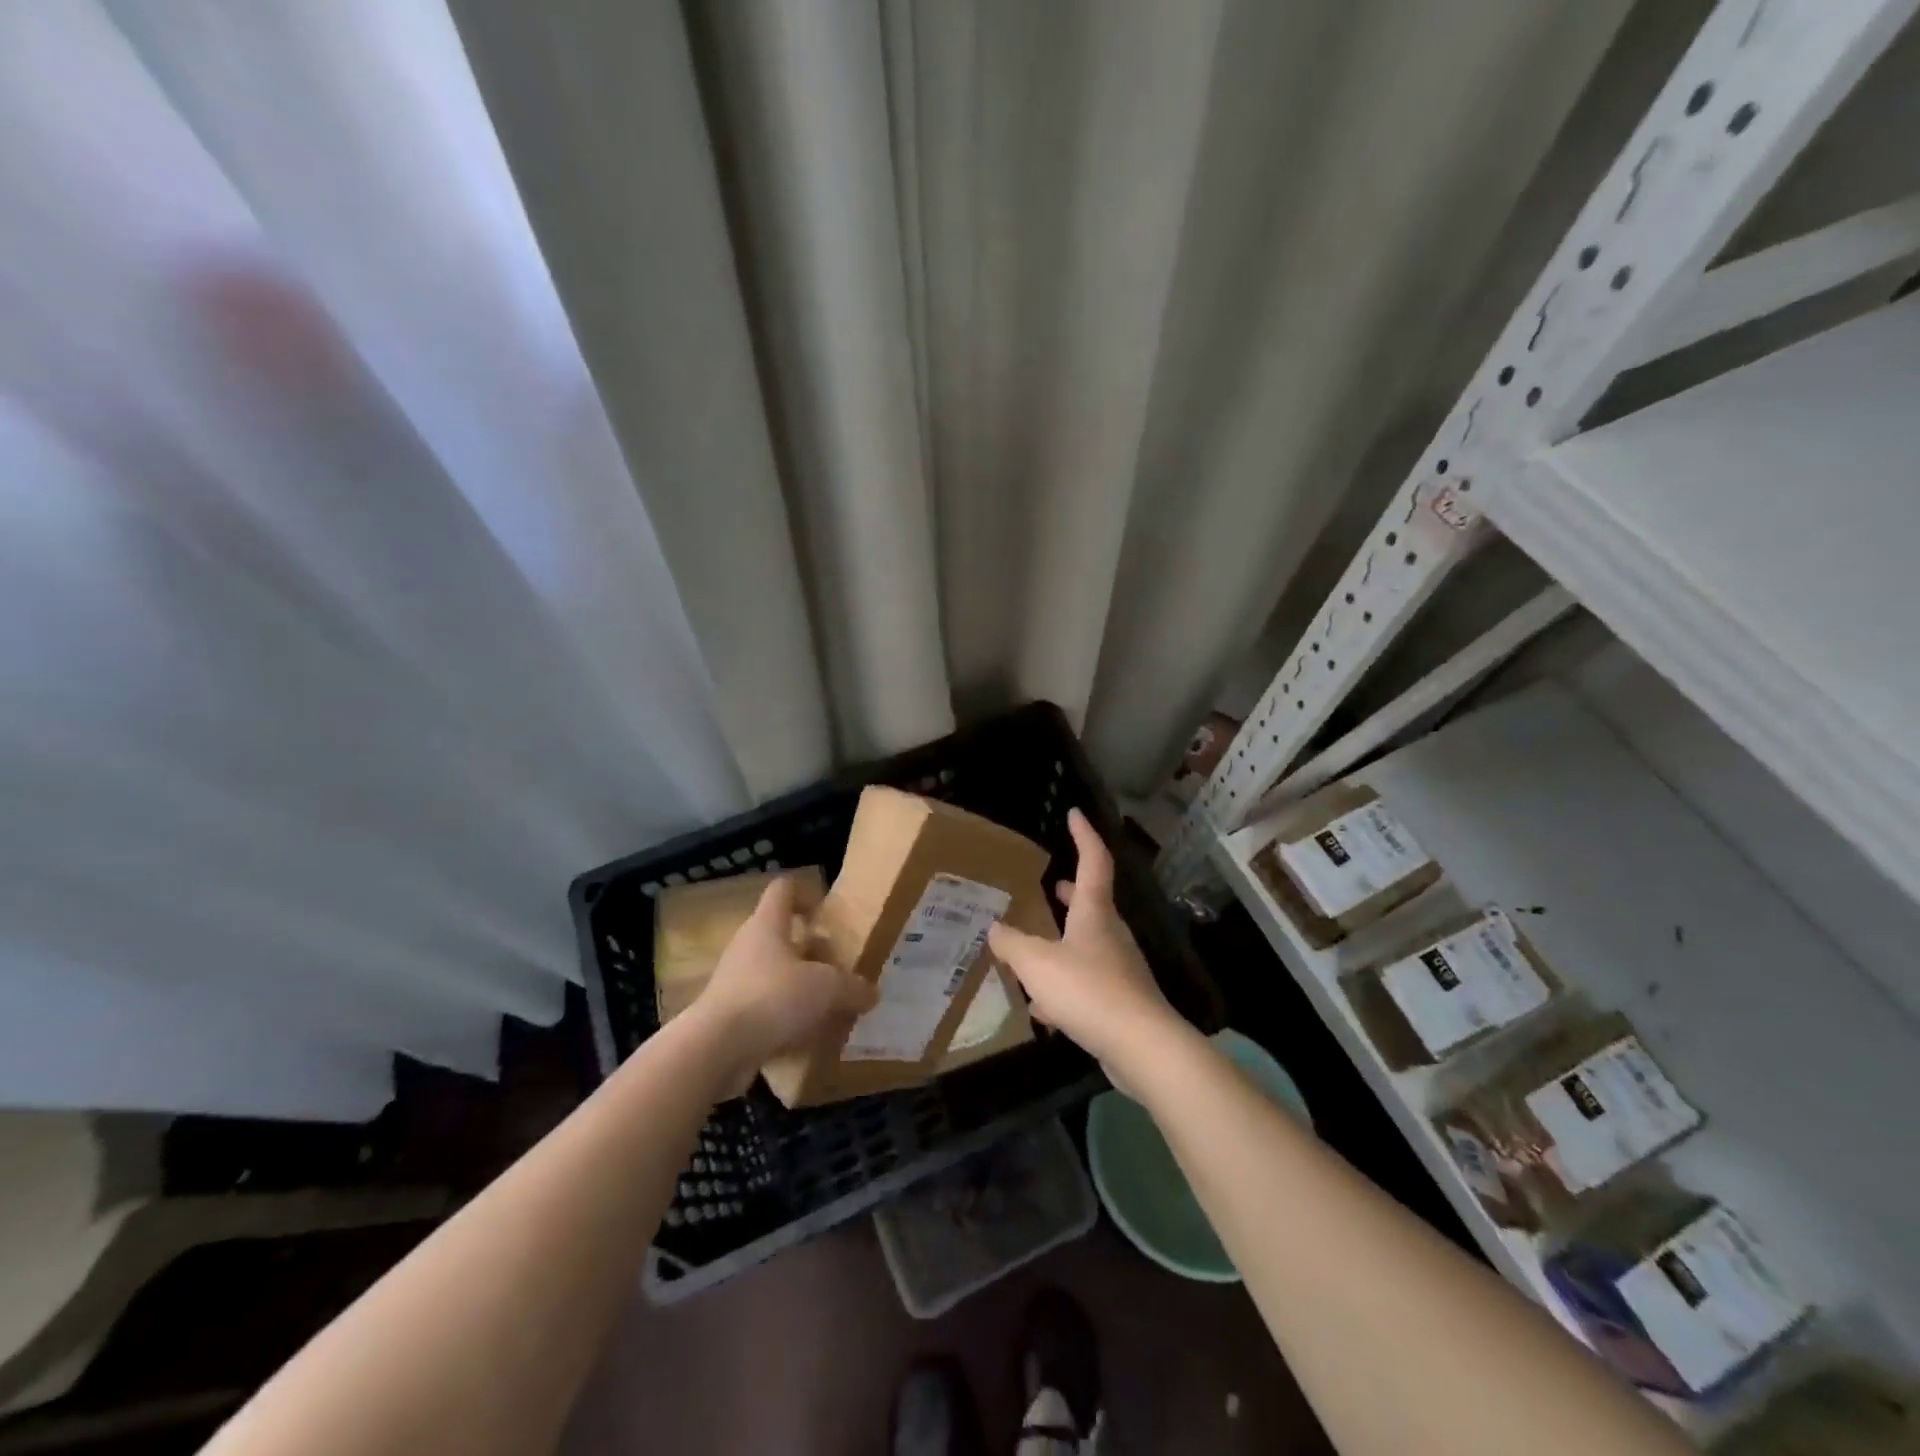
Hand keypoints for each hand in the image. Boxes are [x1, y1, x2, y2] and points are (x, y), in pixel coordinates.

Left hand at [692, 876, 876, 1075]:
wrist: (715, 1049)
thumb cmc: (773, 998)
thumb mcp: (827, 989)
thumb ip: (853, 987)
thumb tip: (871, 992)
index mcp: (768, 924)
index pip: (784, 889)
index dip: (807, 894)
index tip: (827, 916)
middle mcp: (748, 944)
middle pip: (782, 934)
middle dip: (811, 950)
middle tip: (838, 969)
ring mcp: (734, 979)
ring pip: (774, 972)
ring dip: (799, 985)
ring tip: (827, 1006)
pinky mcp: (729, 1013)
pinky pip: (763, 1004)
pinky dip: (784, 1015)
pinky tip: (805, 1035)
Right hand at [986, 809, 1187, 1082]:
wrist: (1141, 1045)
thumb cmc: (1088, 990)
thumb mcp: (1037, 962)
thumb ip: (1012, 943)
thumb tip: (994, 928)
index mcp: (1093, 912)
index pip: (1092, 861)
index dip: (1084, 835)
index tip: (1074, 814)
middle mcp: (1110, 934)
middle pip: (1091, 903)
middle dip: (1070, 892)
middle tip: (1051, 884)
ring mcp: (1118, 968)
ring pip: (1087, 944)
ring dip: (1064, 939)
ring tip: (1036, 945)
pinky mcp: (1119, 1001)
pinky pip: (1086, 982)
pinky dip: (1064, 985)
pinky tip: (1043, 1008)